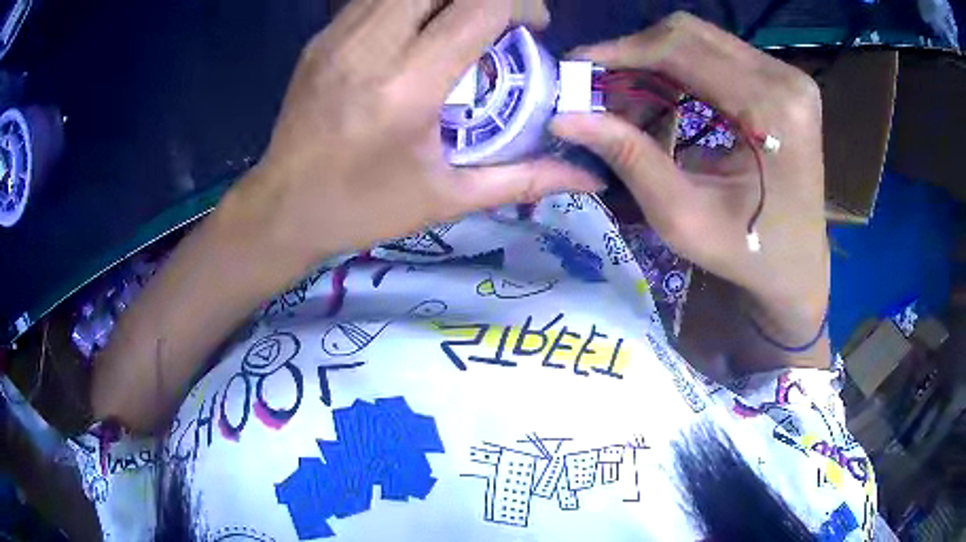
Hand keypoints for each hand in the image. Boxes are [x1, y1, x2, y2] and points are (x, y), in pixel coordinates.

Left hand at [230, 0, 601, 269]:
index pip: (478, 7)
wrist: (280, 210)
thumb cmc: (362, 209)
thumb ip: (524, 177)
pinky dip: (411, 3)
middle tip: (498, 21)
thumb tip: (588, 176)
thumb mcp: (447, 197)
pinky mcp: (320, 38)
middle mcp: (369, 47)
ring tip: (460, 25)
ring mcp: (337, 37)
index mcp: (406, 87)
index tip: (532, 28)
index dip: (520, 4)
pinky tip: (417, 31)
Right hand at [552, 13, 828, 340]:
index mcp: (772, 108)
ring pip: (700, 39)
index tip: (576, 66)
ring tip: (631, 102)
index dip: (621, 51)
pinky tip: (664, 98)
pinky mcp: (783, 80)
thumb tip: (564, 117)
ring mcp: (788, 75)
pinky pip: (717, 53)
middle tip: (601, 89)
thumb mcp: (682, 217)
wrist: (797, 264)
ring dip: (655, 62)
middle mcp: (785, 78)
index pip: (681, 49)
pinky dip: (680, 69)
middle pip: (689, 33)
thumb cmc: (747, 253)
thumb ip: (629, 158)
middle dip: (635, 55)